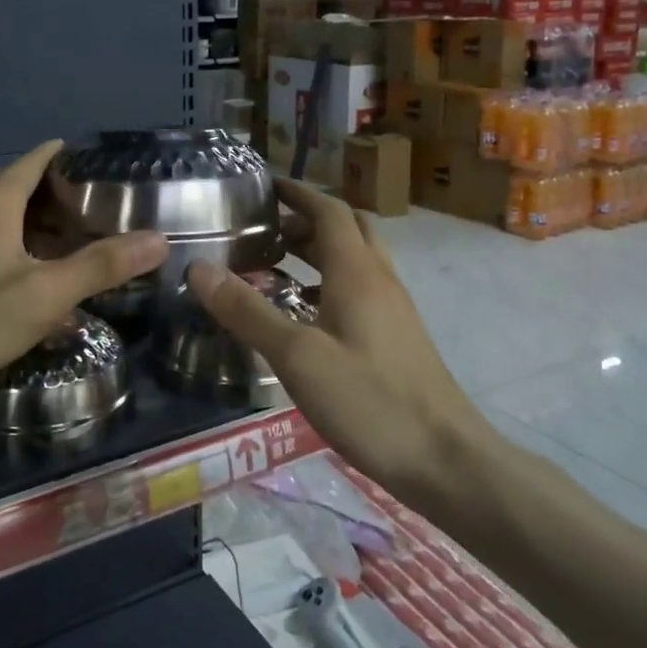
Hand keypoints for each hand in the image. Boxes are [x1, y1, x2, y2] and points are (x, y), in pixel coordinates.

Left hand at [0, 141, 167, 401]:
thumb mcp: (45, 296)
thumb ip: (102, 265)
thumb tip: (159, 239)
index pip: (38, 158)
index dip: (71, 159)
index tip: (105, 173)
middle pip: (17, 184)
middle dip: (57, 195)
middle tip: (97, 217)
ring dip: (31, 222)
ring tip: (66, 246)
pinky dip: (5, 242)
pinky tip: (19, 276)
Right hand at [185, 179, 506, 515]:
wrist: (447, 461)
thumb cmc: (370, 401)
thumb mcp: (297, 357)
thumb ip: (248, 311)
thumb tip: (199, 268)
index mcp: (358, 272)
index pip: (328, 209)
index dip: (297, 192)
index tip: (263, 186)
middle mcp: (380, 279)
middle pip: (347, 228)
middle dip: (306, 219)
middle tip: (265, 230)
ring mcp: (394, 309)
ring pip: (356, 260)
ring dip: (319, 251)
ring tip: (275, 266)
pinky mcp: (398, 337)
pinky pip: (361, 289)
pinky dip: (329, 283)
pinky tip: (305, 316)